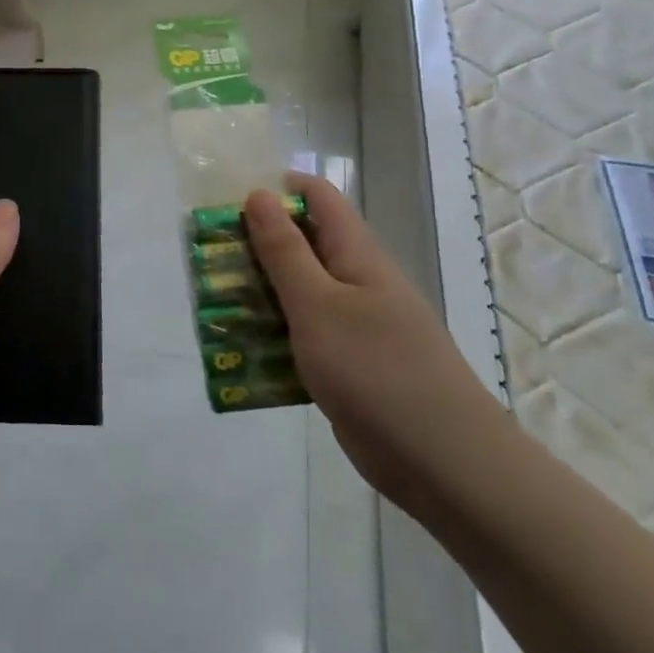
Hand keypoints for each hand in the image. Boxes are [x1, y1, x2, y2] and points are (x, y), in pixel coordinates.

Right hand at [244, 173, 506, 510]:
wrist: (443, 462)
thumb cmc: (376, 371)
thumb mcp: (318, 305)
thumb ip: (285, 251)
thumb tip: (259, 195)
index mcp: (358, 256)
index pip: (319, 198)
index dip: (277, 190)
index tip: (230, 205)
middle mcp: (358, 283)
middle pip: (303, 245)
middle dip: (256, 246)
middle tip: (210, 260)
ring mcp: (356, 326)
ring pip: (300, 294)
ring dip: (259, 294)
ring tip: (214, 305)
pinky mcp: (349, 365)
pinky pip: (305, 336)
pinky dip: (274, 336)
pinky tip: (243, 353)